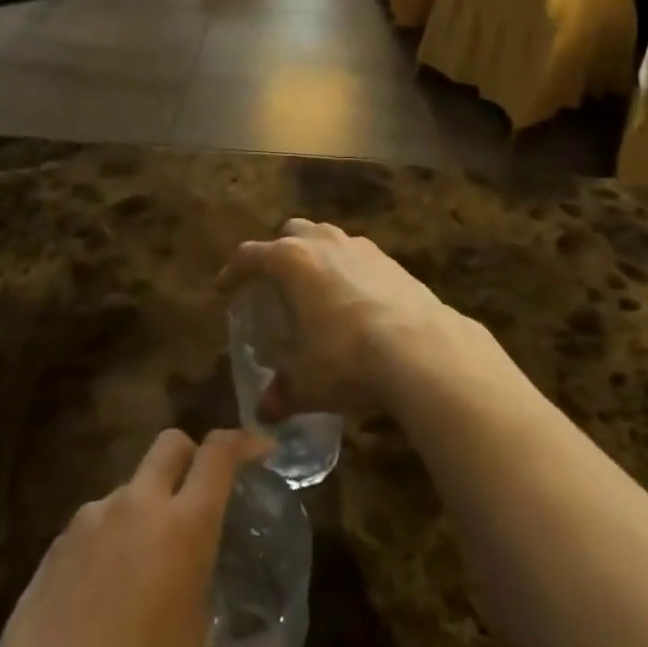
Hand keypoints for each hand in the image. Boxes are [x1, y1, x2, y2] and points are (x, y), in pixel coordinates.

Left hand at [0, 429, 306, 646]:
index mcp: (183, 529)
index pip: (219, 453)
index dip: (244, 442)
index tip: (262, 452)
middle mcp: (137, 507)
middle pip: (171, 445)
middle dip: (193, 456)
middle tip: (208, 496)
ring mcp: (90, 522)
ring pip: (131, 484)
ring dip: (151, 502)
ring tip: (156, 559)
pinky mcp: (54, 547)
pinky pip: (95, 520)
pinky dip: (114, 534)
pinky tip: (113, 588)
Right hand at [219, 218, 455, 421]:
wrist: (423, 349)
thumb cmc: (349, 359)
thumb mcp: (308, 384)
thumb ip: (282, 394)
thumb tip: (264, 413)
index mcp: (292, 260)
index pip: (250, 255)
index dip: (233, 272)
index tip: (224, 289)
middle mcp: (324, 242)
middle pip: (291, 233)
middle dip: (278, 253)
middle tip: (273, 284)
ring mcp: (361, 247)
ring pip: (327, 238)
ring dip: (315, 256)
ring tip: (314, 290)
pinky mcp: (391, 261)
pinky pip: (358, 257)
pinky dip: (347, 271)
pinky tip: (354, 303)